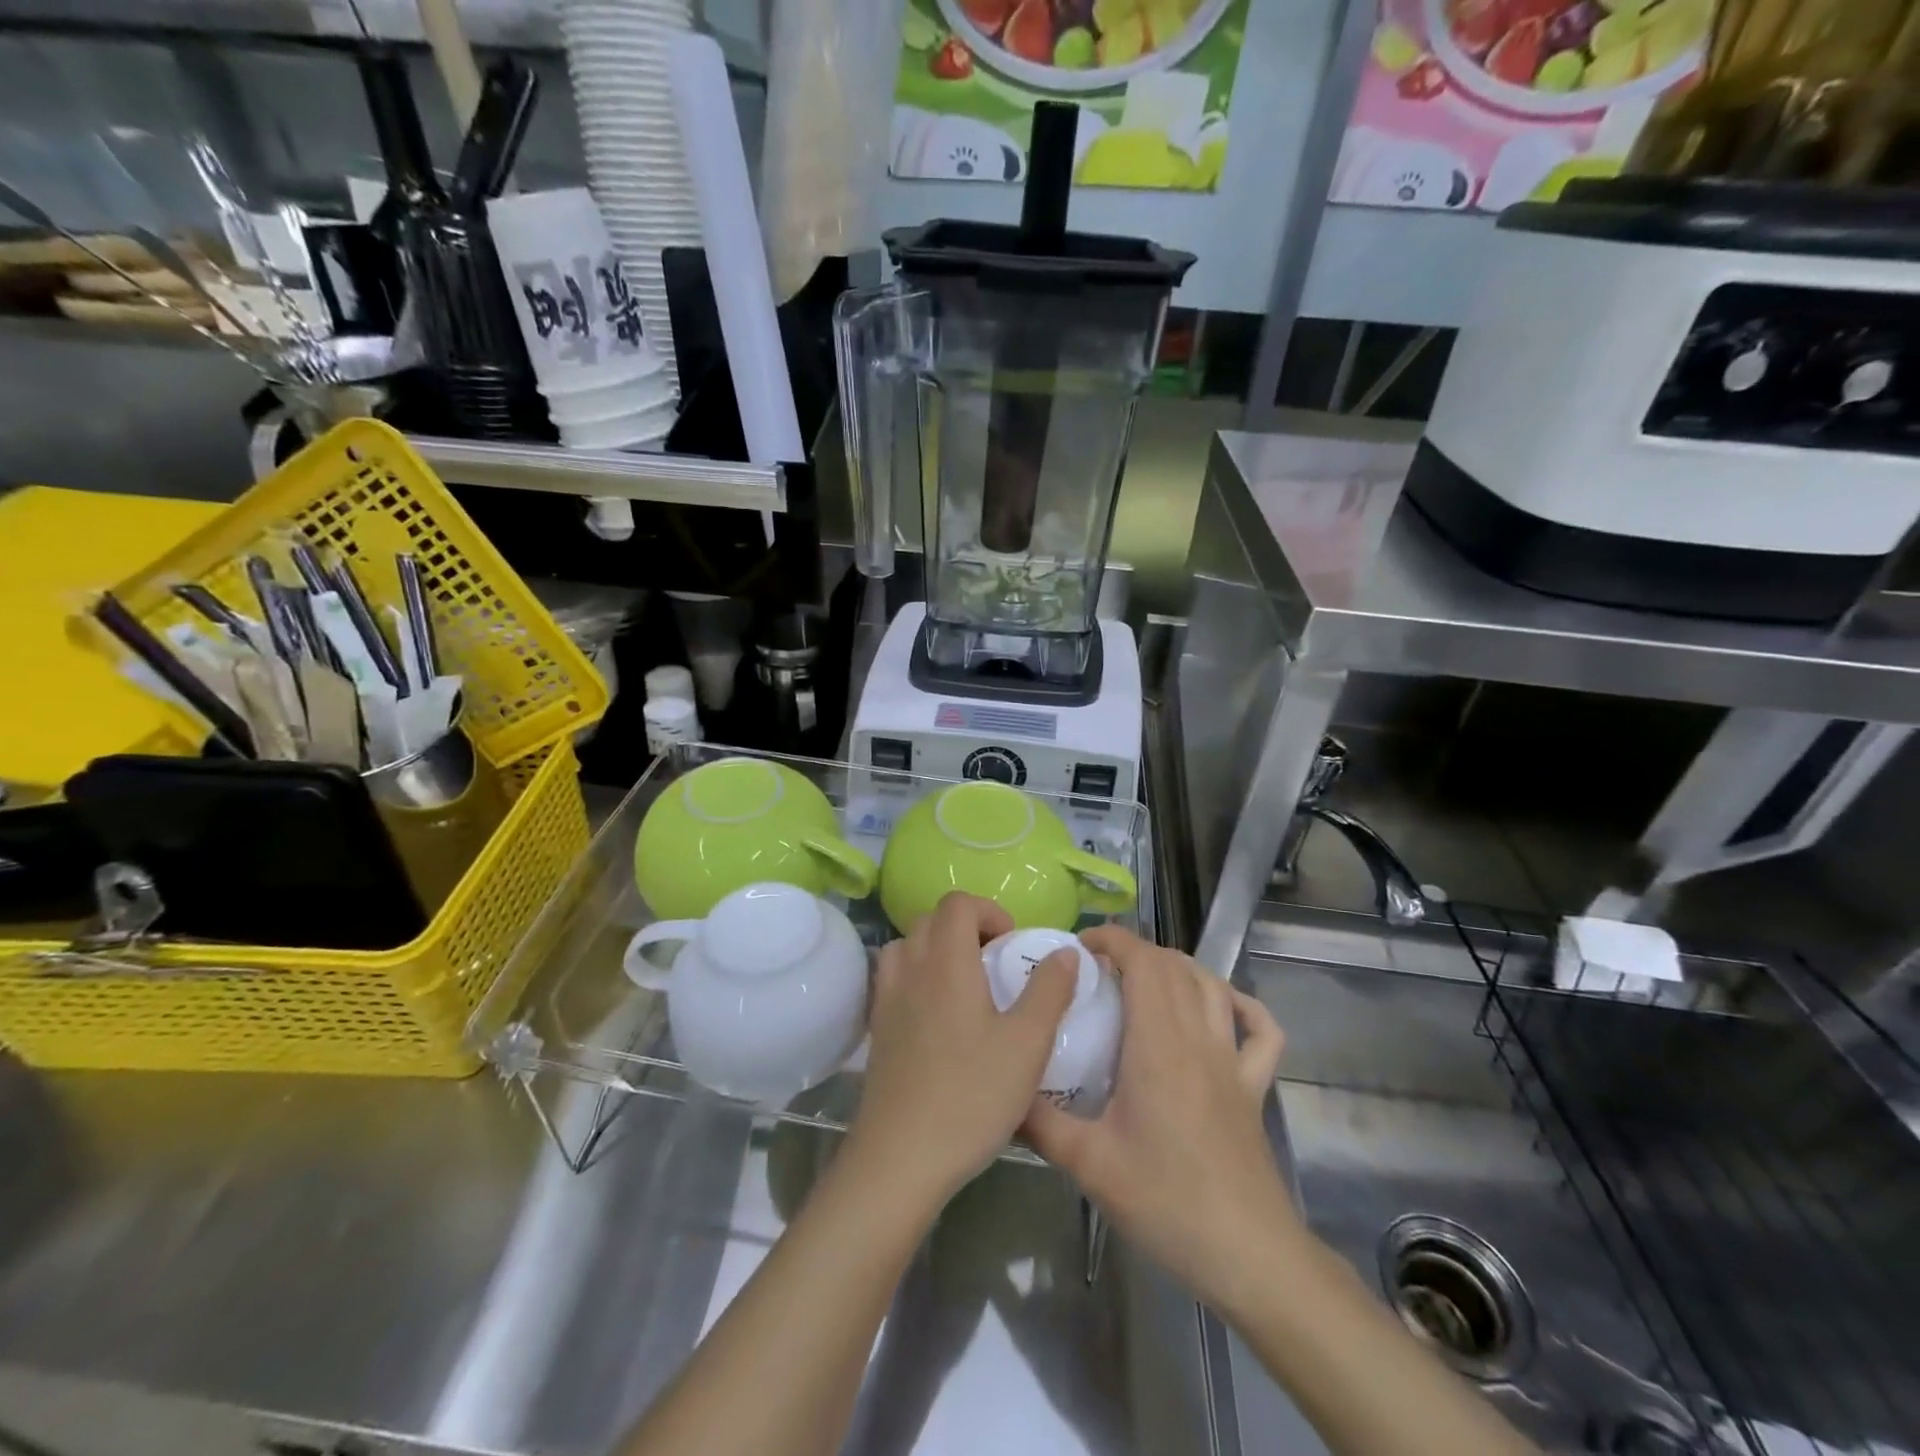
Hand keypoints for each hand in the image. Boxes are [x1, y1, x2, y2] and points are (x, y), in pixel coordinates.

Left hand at [848, 892, 1078, 1208]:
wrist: (901, 1157)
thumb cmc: (972, 1096)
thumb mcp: (1027, 1045)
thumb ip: (1048, 990)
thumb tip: (1065, 951)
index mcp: (947, 963)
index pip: (957, 903)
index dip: (988, 911)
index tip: (1010, 945)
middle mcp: (911, 969)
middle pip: (930, 919)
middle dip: (965, 927)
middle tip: (994, 964)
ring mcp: (887, 998)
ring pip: (907, 945)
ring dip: (936, 949)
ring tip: (965, 985)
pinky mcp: (877, 1027)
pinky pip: (893, 977)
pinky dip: (916, 975)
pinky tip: (938, 1016)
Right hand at [1024, 927, 1293, 1309]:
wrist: (1248, 1254)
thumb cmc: (1166, 1201)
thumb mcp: (1088, 1164)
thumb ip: (1039, 1122)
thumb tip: (1004, 1091)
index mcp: (1157, 1044)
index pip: (1143, 962)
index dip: (1114, 939)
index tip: (1080, 946)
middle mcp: (1197, 1038)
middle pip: (1173, 966)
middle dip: (1135, 951)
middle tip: (1098, 969)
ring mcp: (1232, 1061)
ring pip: (1212, 986)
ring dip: (1178, 968)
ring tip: (1144, 979)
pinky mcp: (1254, 1087)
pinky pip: (1260, 1030)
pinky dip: (1242, 1005)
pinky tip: (1222, 1007)